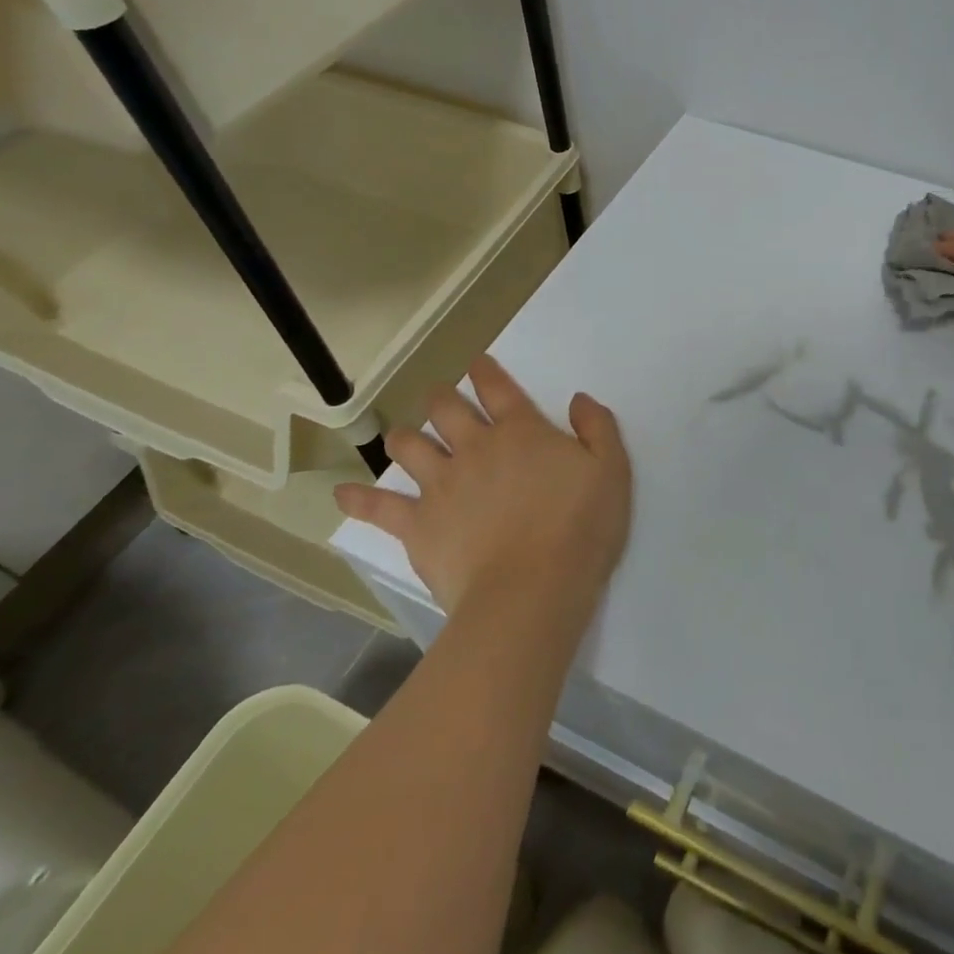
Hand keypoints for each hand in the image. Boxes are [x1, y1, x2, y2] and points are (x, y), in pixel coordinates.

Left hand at [334, 356, 631, 618]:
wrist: (532, 590)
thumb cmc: (580, 529)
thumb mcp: (611, 471)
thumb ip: (598, 428)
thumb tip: (579, 399)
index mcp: (521, 431)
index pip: (498, 389)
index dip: (486, 371)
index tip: (477, 363)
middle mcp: (475, 447)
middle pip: (447, 409)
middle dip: (441, 398)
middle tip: (440, 398)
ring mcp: (441, 485)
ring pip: (410, 447)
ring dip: (404, 437)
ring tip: (402, 437)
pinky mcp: (418, 525)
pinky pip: (379, 507)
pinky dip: (359, 499)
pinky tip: (342, 494)